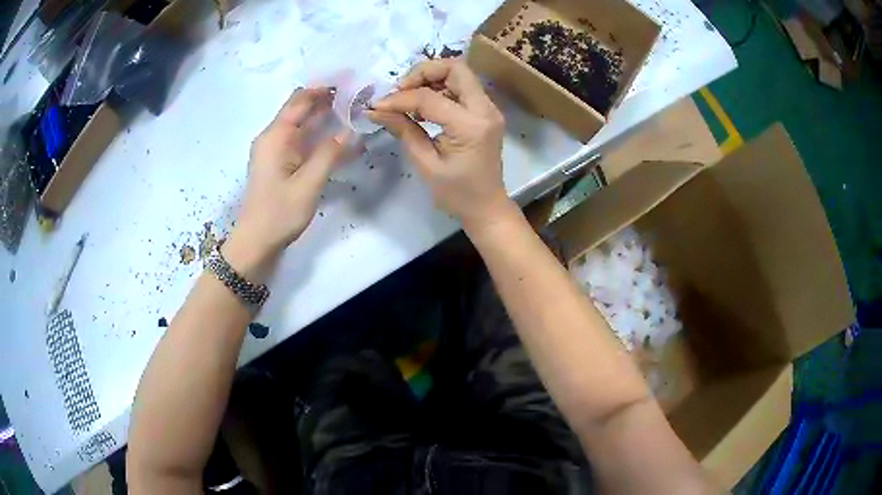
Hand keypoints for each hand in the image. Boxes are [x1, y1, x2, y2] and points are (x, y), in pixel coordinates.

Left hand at [224, 88, 348, 281]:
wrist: (255, 243)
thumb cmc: (278, 213)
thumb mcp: (308, 184)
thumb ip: (330, 154)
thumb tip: (351, 131)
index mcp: (275, 136)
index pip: (300, 100)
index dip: (323, 88)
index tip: (349, 81)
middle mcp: (272, 137)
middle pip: (300, 109)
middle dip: (326, 100)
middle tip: (357, 96)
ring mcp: (274, 151)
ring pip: (301, 125)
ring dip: (325, 118)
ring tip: (353, 112)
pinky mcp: (278, 164)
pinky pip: (300, 142)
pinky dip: (318, 136)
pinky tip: (339, 139)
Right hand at [368, 59, 514, 229]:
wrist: (487, 207)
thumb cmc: (457, 194)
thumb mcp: (426, 164)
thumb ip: (404, 131)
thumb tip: (377, 110)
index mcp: (470, 126)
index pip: (430, 97)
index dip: (400, 98)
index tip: (378, 105)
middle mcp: (485, 110)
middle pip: (455, 68)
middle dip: (422, 72)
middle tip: (400, 90)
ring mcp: (489, 109)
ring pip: (459, 74)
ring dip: (431, 78)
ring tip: (408, 98)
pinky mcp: (486, 112)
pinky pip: (462, 88)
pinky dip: (441, 88)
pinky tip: (423, 107)